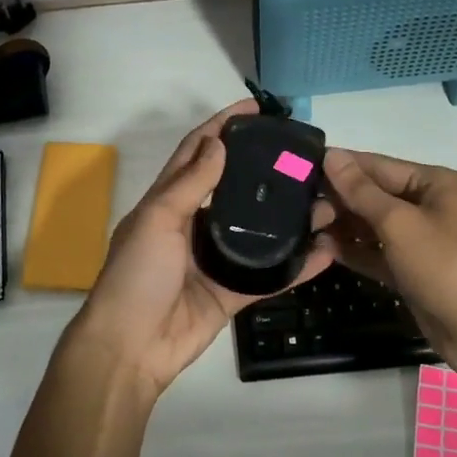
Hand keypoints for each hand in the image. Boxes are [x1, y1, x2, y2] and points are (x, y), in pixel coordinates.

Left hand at [63, 100, 338, 396]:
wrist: (130, 349)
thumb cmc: (136, 275)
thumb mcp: (157, 220)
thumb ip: (190, 183)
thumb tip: (218, 141)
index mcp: (168, 201)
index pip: (198, 152)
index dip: (223, 126)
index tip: (256, 108)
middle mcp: (193, 224)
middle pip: (235, 188)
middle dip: (265, 170)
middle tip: (303, 156)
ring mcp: (215, 259)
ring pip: (258, 231)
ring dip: (289, 216)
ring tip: (325, 200)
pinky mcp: (231, 292)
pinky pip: (270, 275)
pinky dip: (297, 266)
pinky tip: (326, 251)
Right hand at [322, 148, 456, 377]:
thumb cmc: (446, 265)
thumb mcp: (400, 223)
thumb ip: (361, 191)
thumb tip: (331, 155)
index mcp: (435, 184)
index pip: (378, 166)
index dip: (341, 167)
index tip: (300, 167)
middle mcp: (429, 206)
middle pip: (374, 194)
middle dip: (338, 199)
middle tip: (298, 206)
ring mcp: (421, 240)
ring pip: (372, 225)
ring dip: (341, 225)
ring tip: (304, 226)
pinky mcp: (412, 270)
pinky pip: (377, 253)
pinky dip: (353, 251)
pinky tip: (321, 249)